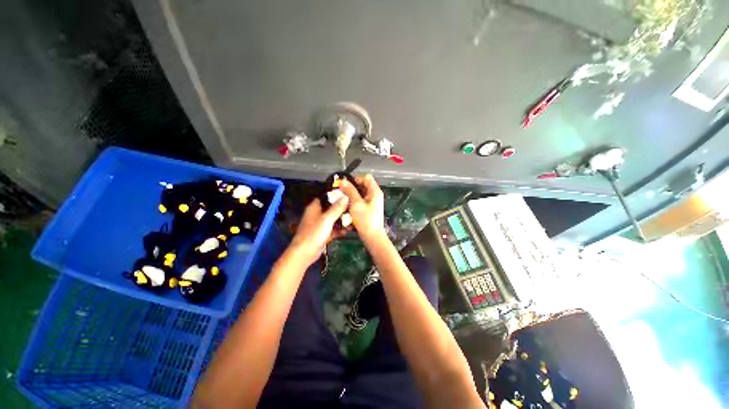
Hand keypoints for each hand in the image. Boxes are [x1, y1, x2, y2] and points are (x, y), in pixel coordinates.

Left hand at [289, 197, 348, 266]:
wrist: (305, 253)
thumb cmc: (314, 233)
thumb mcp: (327, 219)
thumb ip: (337, 208)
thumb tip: (345, 196)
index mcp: (315, 207)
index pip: (326, 197)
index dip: (336, 195)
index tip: (348, 195)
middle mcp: (317, 214)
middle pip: (331, 208)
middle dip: (342, 209)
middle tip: (353, 209)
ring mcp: (320, 224)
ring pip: (333, 219)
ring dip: (342, 220)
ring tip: (354, 221)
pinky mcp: (323, 234)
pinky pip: (333, 229)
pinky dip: (339, 229)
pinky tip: (347, 231)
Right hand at [339, 174, 385, 242]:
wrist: (372, 236)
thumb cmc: (365, 220)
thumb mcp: (356, 204)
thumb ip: (350, 191)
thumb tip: (343, 181)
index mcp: (375, 191)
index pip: (366, 177)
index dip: (355, 179)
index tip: (346, 185)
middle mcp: (374, 195)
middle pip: (362, 186)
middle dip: (351, 189)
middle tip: (341, 193)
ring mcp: (372, 203)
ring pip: (359, 195)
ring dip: (351, 197)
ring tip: (343, 201)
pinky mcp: (368, 209)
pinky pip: (360, 202)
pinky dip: (353, 203)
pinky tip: (347, 208)